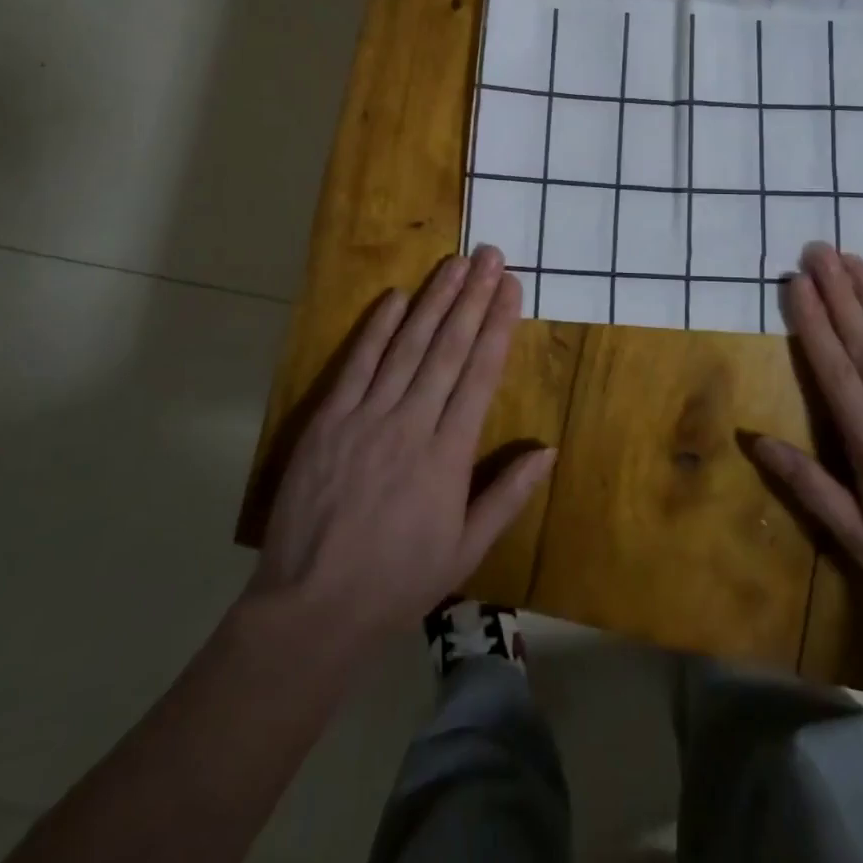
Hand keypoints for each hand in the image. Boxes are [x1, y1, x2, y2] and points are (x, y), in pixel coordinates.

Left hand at [248, 246, 554, 644]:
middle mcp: (412, 423)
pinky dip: (377, 329)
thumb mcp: (466, 549)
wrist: (313, 606)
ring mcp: (367, 417)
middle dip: (472, 297)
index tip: (511, 288)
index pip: (480, 374)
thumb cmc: (398, 581)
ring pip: (407, 346)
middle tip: (490, 256)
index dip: (498, 326)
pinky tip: (395, 297)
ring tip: (454, 264)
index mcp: (449, 455)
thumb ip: (508, 495)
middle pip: (448, 348)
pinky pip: (358, 365)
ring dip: (433, 300)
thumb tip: (549, 449)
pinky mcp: (329, 420)